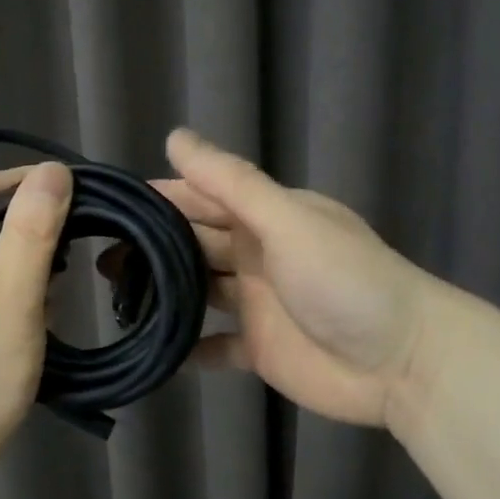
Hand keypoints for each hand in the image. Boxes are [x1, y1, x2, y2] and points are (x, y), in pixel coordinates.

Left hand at [0, 161, 72, 455]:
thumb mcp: (14, 294)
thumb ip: (34, 229)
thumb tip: (54, 171)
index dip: (29, 186)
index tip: (78, 198)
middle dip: (31, 239)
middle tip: (66, 267)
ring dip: (25, 272)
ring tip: (48, 307)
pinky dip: (11, 296)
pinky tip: (31, 325)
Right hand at [108, 129, 442, 428]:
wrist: (403, 361)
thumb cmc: (344, 281)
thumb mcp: (286, 221)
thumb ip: (231, 183)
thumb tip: (174, 137)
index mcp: (265, 217)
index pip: (201, 197)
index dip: (159, 198)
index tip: (108, 204)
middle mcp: (256, 255)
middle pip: (194, 243)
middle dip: (151, 246)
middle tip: (96, 256)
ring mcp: (257, 303)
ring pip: (199, 290)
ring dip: (164, 292)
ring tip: (114, 297)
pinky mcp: (259, 348)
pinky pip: (214, 345)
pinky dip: (189, 346)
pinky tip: (154, 350)